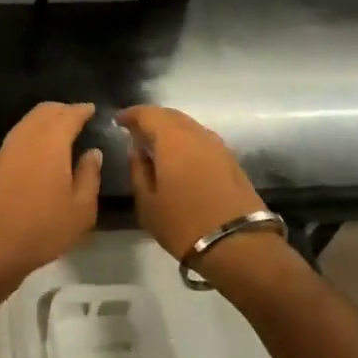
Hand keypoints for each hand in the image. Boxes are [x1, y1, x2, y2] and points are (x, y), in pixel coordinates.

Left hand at [0, 102, 102, 303]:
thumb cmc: (41, 230)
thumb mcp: (80, 210)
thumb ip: (89, 176)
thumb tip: (93, 152)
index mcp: (50, 142)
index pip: (68, 115)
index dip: (81, 110)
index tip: (92, 109)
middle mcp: (25, 138)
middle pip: (43, 112)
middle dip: (62, 110)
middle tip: (78, 117)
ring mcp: (5, 151)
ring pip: (27, 123)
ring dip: (45, 121)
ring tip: (62, 133)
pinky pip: (17, 138)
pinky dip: (32, 135)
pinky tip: (40, 152)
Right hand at [117, 105, 268, 260]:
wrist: (238, 244)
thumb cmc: (183, 224)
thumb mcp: (147, 203)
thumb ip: (138, 170)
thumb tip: (137, 150)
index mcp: (173, 140)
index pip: (149, 114)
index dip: (133, 114)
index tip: (119, 121)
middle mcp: (197, 134)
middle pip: (172, 115)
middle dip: (152, 119)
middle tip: (137, 131)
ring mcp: (218, 146)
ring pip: (190, 126)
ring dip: (171, 130)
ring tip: (157, 145)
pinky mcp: (231, 160)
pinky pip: (202, 140)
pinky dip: (187, 141)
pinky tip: (180, 158)